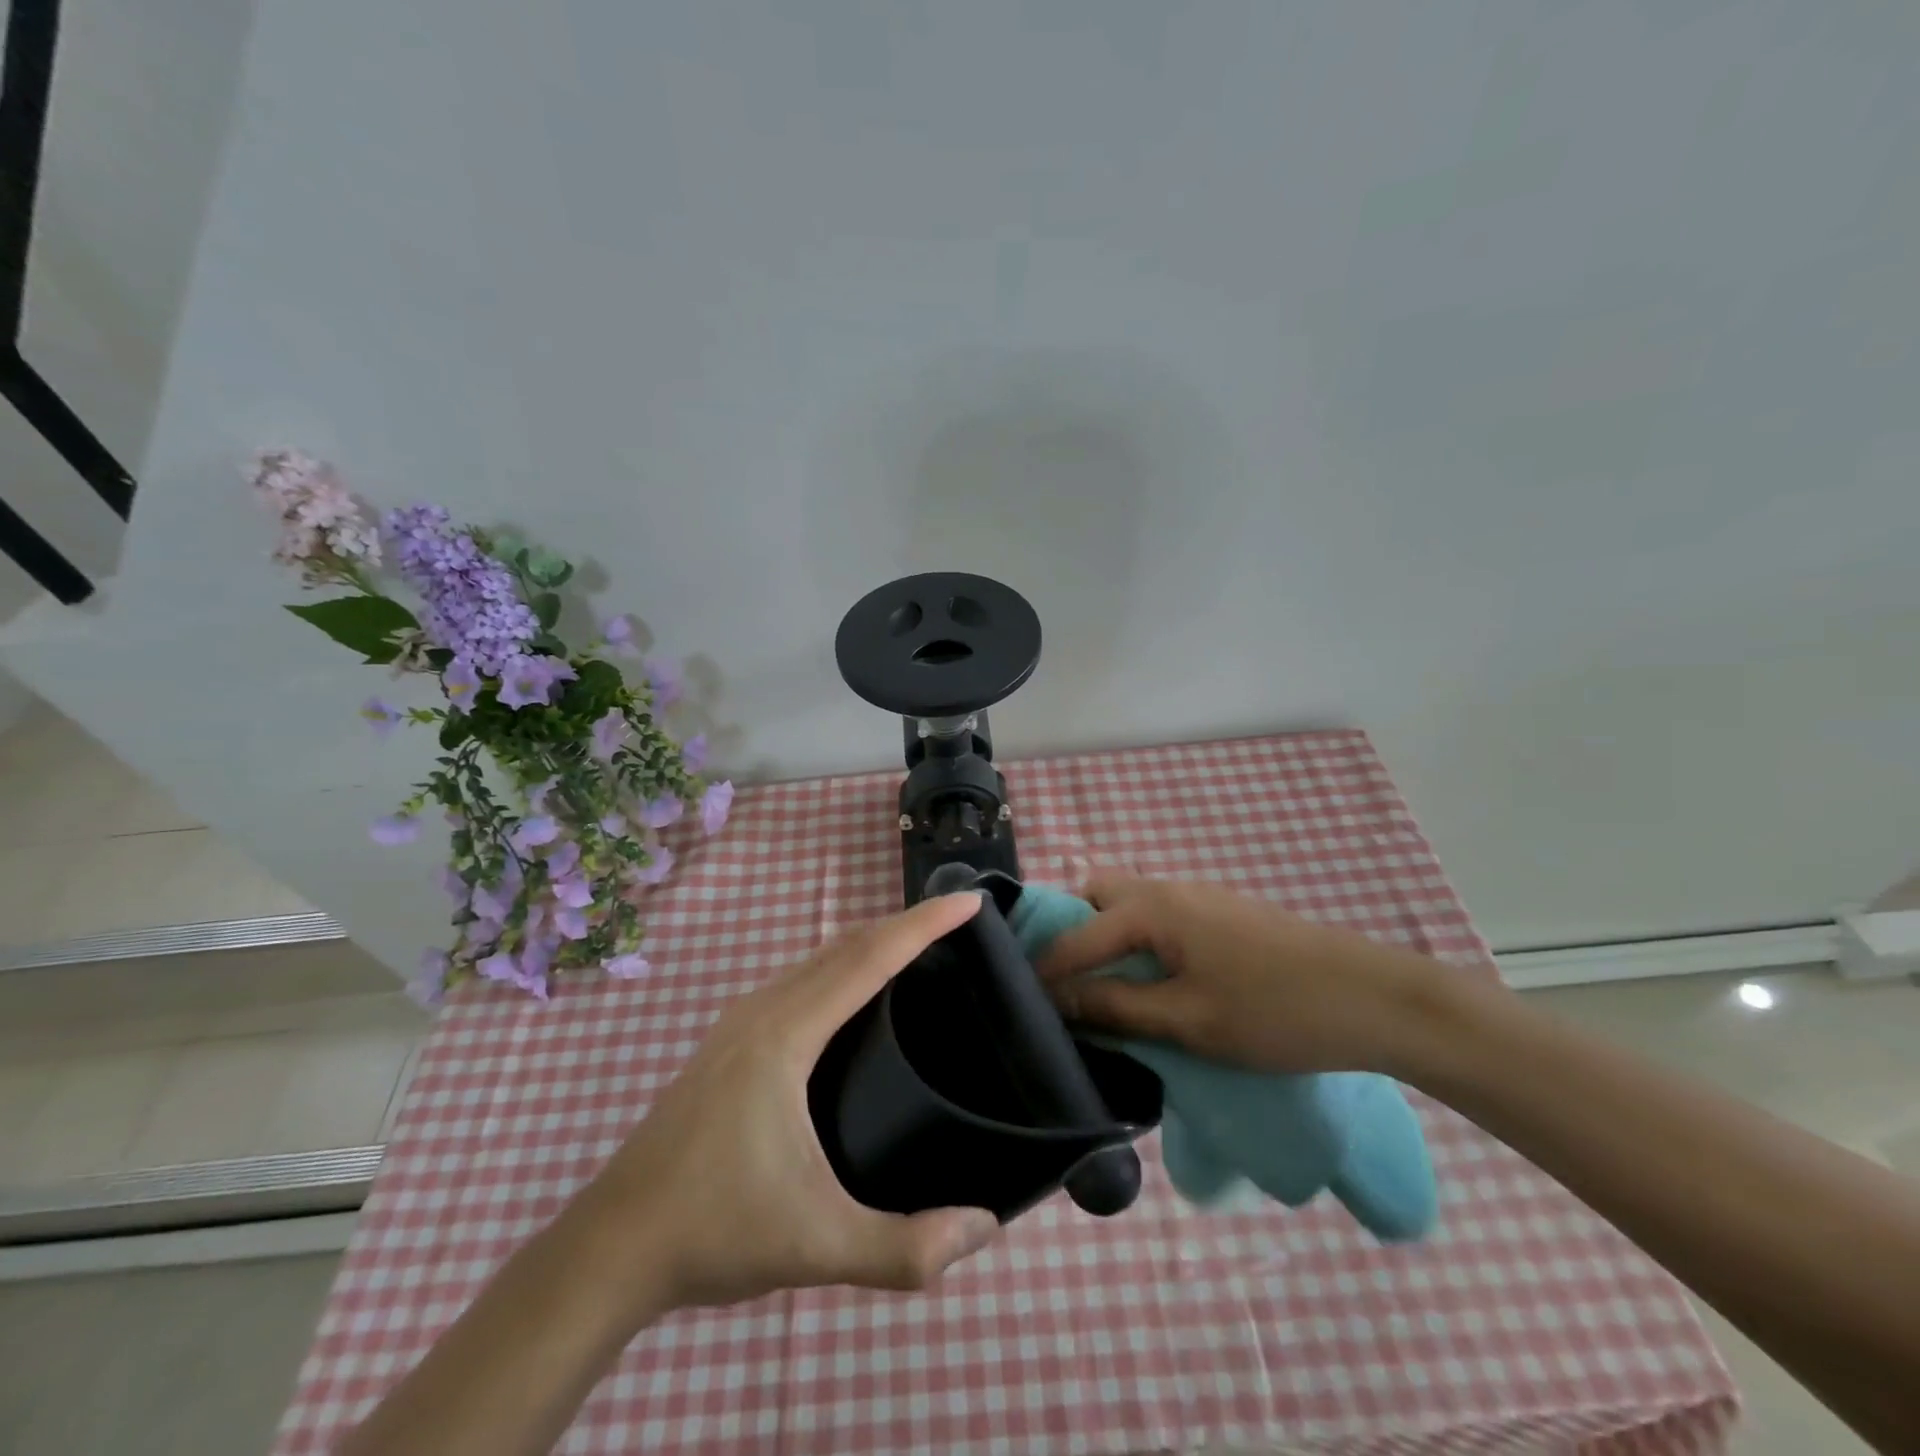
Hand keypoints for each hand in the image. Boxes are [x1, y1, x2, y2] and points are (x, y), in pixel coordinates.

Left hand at [584, 892, 1001, 1310]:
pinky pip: (800, 978)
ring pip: (819, 958)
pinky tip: (855, 999)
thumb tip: (986, 1228)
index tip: (972, 902)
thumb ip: (907, 1248)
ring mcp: (740, 1022)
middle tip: (958, 926)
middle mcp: (763, 1010)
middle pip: (846, 945)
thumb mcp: (818, 1246)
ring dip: (870, 943)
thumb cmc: (714, 1230)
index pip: (870, 958)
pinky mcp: (729, 1041)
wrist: (610, 1247)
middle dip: (904, 925)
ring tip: (918, 953)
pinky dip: (841, 966)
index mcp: (786, 1034)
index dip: (924, 925)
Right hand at [1034, 873, 1434, 1076]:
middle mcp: (1169, 888)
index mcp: (1152, 907)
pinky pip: (1160, 916)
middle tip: (1068, 982)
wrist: (1374, 999)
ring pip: (1131, 904)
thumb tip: (1059, 999)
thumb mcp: (1187, 1019)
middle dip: (1073, 931)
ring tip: (1105, 986)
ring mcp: (1200, 896)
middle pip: (1098, 894)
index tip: (1022, 1003)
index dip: (1046, 970)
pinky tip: (1153, 980)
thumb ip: (1117, 1005)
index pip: (1077, 935)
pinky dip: (1139, 940)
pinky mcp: (1224, 913)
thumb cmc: (1274, 1011)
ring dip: (1107, 935)